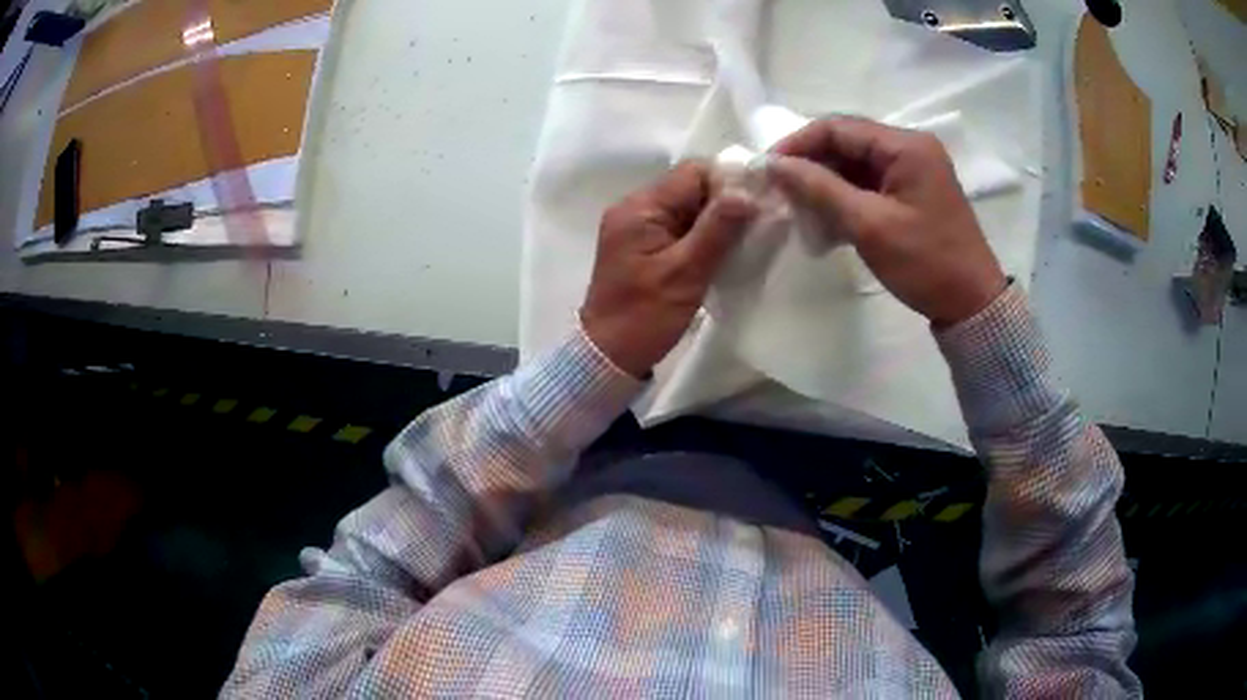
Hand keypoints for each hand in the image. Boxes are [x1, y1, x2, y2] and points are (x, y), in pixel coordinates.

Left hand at [581, 162, 757, 376]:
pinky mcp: (643, 245)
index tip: (756, 206)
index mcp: (639, 208)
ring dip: (716, 220)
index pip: (692, 173)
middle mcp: (635, 208)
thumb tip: (747, 193)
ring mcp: (637, 227)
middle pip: (690, 187)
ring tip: (743, 241)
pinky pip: (679, 226)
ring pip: (688, 207)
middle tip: (755, 226)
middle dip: (724, 202)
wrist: (608, 354)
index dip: (727, 183)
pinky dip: (702, 235)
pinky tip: (722, 252)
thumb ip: (716, 229)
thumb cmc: (645, 316)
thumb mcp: (686, 272)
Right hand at [768, 117, 1006, 326]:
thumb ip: (820, 189)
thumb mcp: (870, 225)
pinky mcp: (912, 193)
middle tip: (779, 192)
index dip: (798, 144)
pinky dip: (845, 198)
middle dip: (811, 165)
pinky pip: (869, 184)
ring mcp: (913, 170)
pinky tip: (825, 221)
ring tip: (798, 209)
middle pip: (846, 143)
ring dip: (825, 184)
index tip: (767, 170)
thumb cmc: (926, 263)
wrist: (972, 305)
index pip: (838, 127)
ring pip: (855, 165)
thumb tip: (774, 165)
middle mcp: (909, 148)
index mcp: (905, 146)